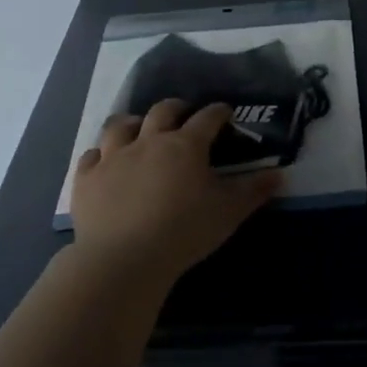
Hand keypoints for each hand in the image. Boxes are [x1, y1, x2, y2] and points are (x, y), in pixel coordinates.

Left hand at [71, 101, 280, 282]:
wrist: (124, 258)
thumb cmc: (184, 231)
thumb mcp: (229, 212)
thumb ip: (255, 191)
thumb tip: (280, 174)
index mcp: (186, 145)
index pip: (207, 117)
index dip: (219, 112)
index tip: (226, 113)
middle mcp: (148, 141)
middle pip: (162, 111)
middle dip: (177, 108)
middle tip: (184, 114)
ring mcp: (113, 158)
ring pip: (120, 126)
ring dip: (133, 123)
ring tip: (140, 128)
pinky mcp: (86, 180)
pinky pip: (90, 157)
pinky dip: (100, 155)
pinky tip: (104, 162)